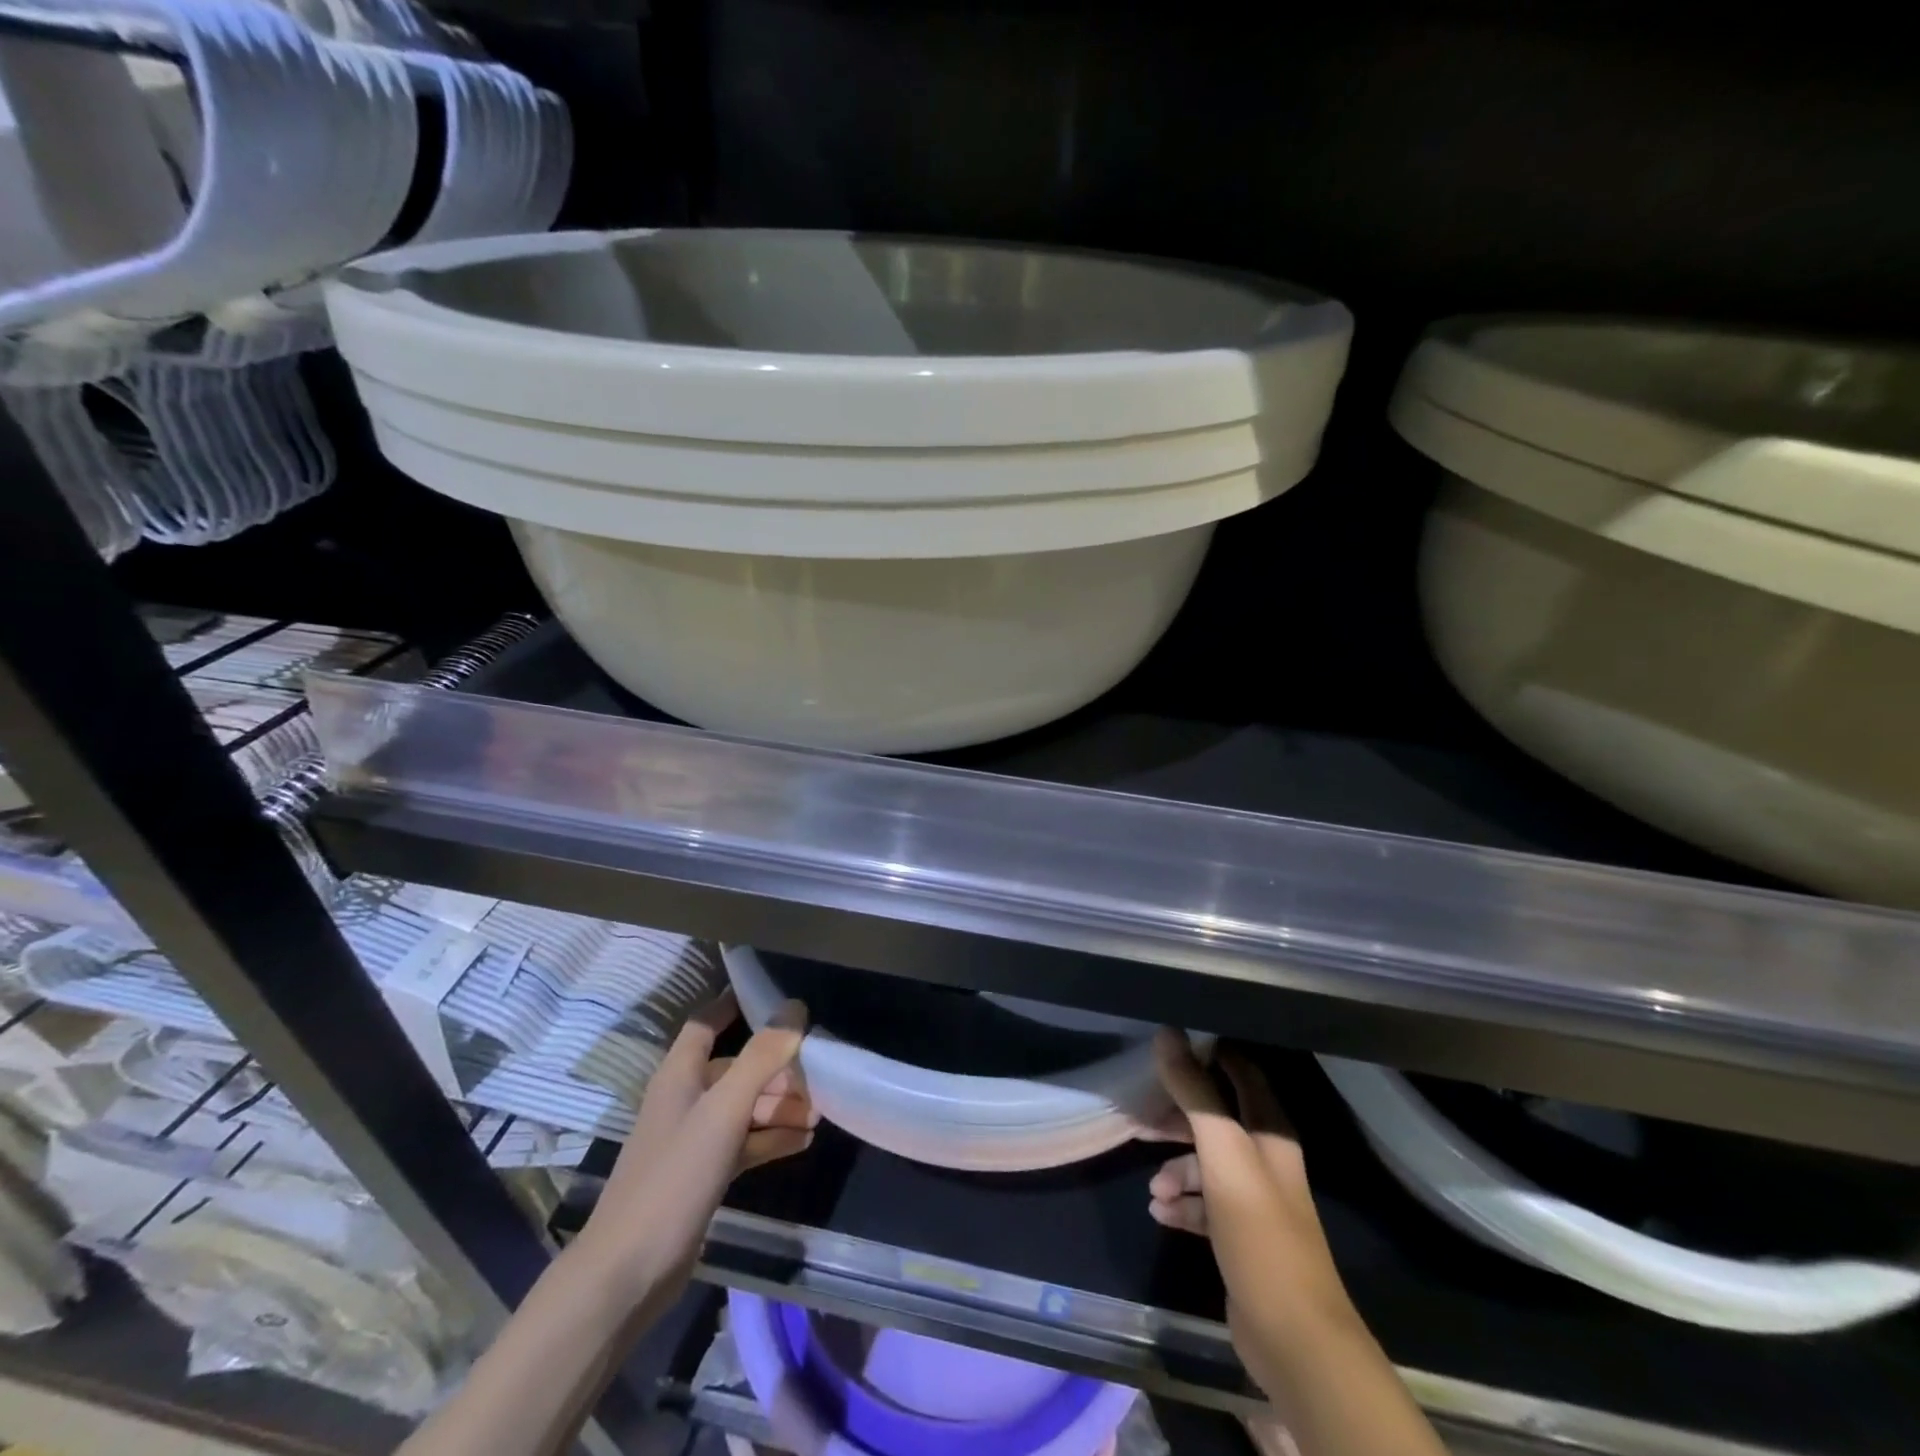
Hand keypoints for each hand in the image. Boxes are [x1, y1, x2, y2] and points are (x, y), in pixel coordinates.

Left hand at [574, 989, 815, 1301]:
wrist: (628, 1273)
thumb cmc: (674, 1177)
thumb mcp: (724, 1110)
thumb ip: (761, 1057)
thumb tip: (795, 1007)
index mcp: (679, 1075)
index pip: (707, 1023)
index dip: (734, 1005)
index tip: (774, 995)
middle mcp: (685, 1100)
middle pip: (735, 1068)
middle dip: (776, 1067)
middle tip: (819, 1072)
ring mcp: (693, 1140)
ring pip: (743, 1108)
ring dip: (779, 1105)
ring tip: (820, 1110)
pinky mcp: (702, 1176)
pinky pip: (744, 1144)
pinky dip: (771, 1138)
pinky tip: (804, 1141)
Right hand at [1148, 1032, 1348, 1347]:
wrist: (1293, 1337)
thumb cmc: (1261, 1233)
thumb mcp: (1223, 1154)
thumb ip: (1195, 1093)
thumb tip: (1166, 1034)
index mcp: (1270, 1132)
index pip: (1240, 1071)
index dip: (1208, 1053)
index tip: (1167, 1044)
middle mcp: (1264, 1158)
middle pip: (1216, 1117)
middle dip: (1178, 1114)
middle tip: (1142, 1114)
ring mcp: (1252, 1199)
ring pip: (1205, 1163)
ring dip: (1175, 1167)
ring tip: (1153, 1188)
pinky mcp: (1239, 1235)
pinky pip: (1202, 1203)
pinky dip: (1181, 1202)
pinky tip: (1160, 1212)